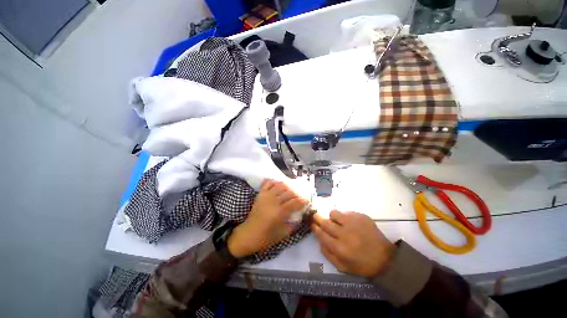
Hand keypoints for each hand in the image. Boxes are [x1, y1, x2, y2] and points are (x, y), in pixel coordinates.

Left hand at [228, 179, 307, 257]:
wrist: (248, 234)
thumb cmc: (265, 237)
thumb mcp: (282, 234)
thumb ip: (293, 224)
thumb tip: (300, 216)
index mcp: (280, 212)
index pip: (295, 202)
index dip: (303, 200)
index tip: (307, 200)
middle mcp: (274, 201)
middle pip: (289, 192)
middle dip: (297, 194)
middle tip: (300, 196)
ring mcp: (266, 196)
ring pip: (280, 185)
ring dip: (287, 186)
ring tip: (291, 190)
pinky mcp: (260, 194)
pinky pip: (268, 183)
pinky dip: (274, 181)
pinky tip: (278, 184)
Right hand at [311, 210, 394, 277]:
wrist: (385, 259)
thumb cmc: (362, 265)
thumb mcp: (342, 266)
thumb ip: (328, 254)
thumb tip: (319, 240)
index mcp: (339, 248)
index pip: (321, 234)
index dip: (314, 228)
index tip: (312, 224)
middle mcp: (344, 234)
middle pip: (325, 222)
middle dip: (317, 218)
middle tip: (315, 215)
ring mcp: (353, 223)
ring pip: (334, 213)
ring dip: (332, 216)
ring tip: (336, 221)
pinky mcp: (361, 217)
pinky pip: (347, 212)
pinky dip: (345, 217)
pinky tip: (350, 223)